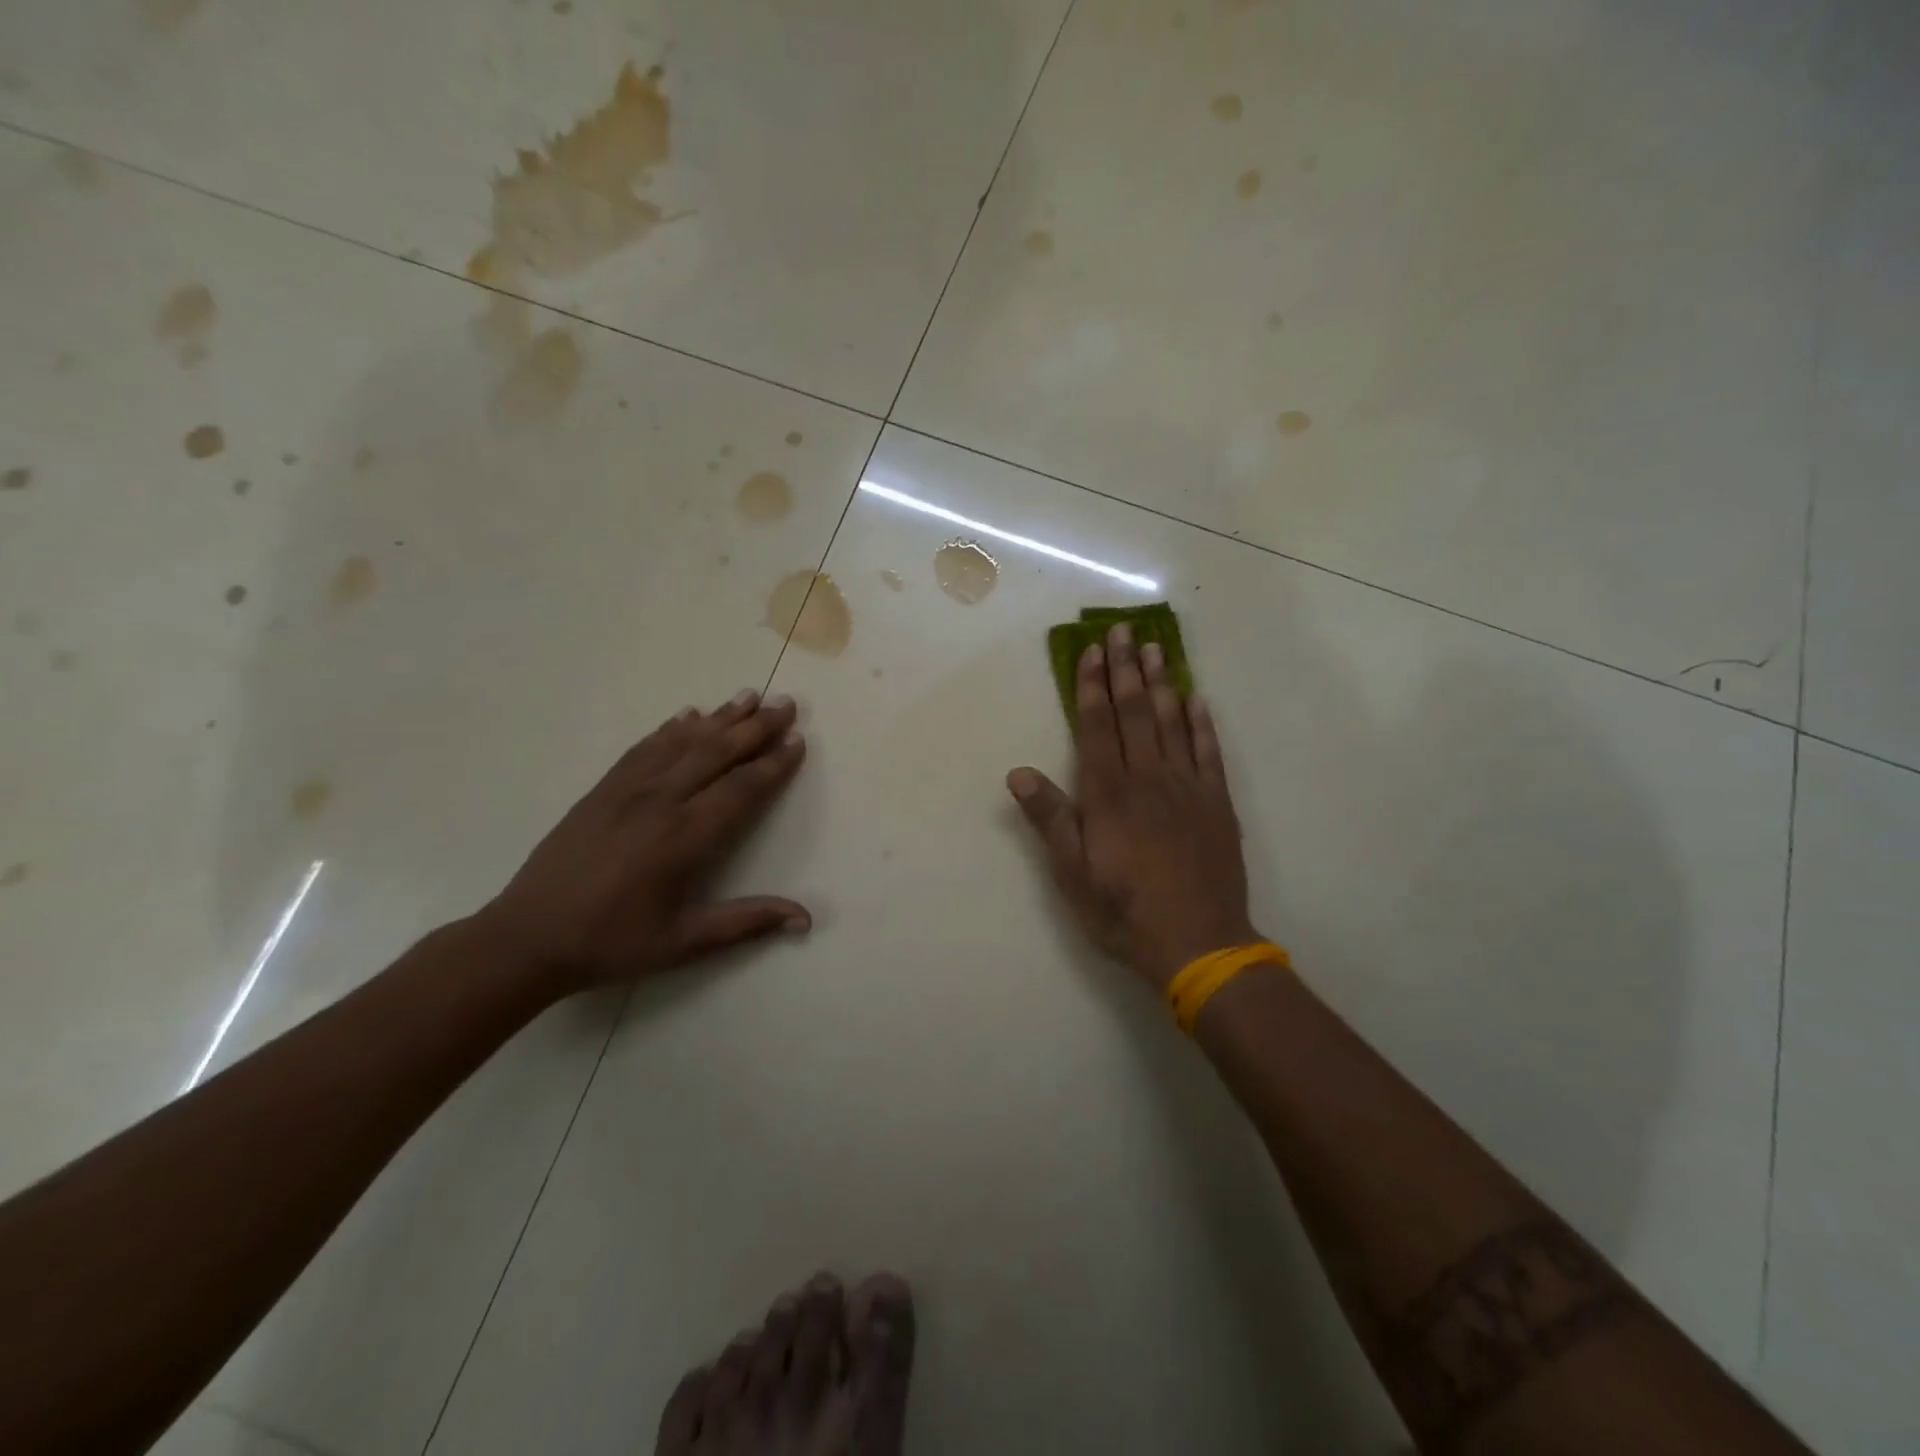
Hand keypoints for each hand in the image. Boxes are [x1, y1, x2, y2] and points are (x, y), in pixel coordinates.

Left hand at [476, 689, 809, 992]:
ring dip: (719, 717)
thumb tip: (805, 918)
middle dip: (756, 727)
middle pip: (716, 753)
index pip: (741, 789)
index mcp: (684, 837)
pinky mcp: (602, 790)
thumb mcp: (683, 943)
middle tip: (786, 703)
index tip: (799, 741)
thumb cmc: (611, 943)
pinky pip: (644, 748)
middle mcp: (660, 802)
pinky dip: (671, 729)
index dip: (773, 765)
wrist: (525, 938)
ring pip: (682, 742)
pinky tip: (687, 716)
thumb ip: (746, 923)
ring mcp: (627, 791)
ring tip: (748, 696)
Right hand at [1008, 624, 1257, 990]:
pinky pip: (1209, 752)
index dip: (1092, 686)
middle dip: (1125, 669)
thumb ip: (1050, 820)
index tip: (1092, 651)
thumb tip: (1018, 773)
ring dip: (1161, 684)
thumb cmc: (1124, 911)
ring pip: (1171, 723)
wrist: (1199, 944)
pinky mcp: (1217, 803)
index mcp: (1108, 794)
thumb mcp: (1072, 874)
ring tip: (1155, 649)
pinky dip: (1202, 722)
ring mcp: (1187, 787)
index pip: (1097, 726)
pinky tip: (1197, 699)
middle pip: (1134, 713)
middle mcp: (1148, 779)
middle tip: (1123, 630)